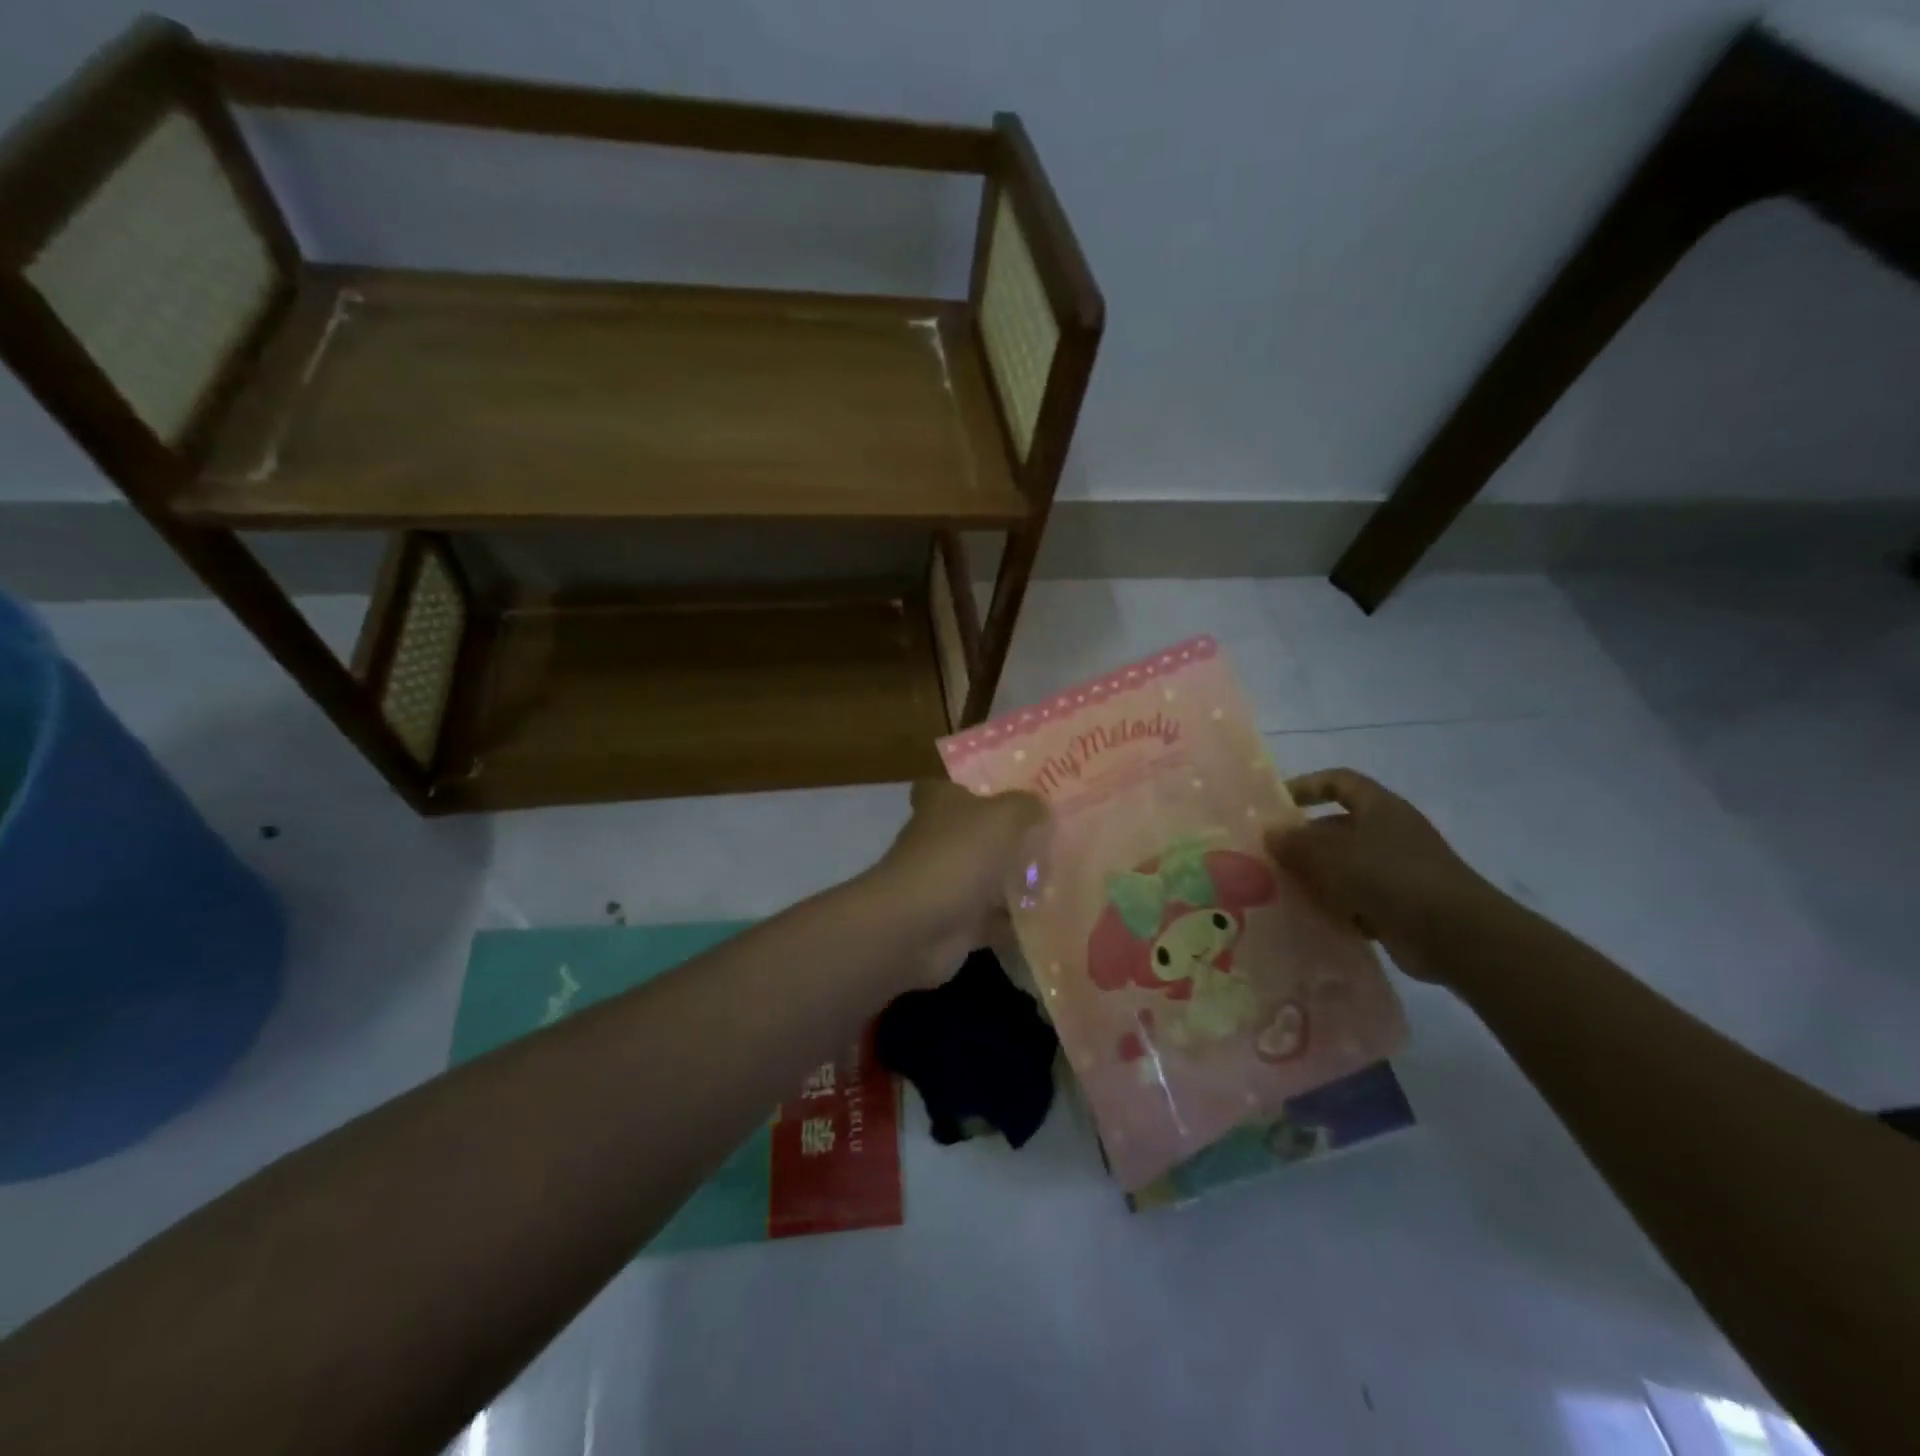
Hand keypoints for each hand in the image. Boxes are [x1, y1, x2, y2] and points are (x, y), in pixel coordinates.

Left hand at [869, 780, 1048, 983]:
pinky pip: (992, 920)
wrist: (915, 926)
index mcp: (942, 805)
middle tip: (1054, 840)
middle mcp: (940, 840)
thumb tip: (1040, 808)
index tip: (1008, 798)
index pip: (948, 789)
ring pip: (987, 878)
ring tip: (1063, 880)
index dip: (972, 791)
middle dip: (1008, 839)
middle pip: (976, 834)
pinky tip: (1051, 921)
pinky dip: (1015, 924)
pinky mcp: (955, 923)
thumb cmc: (957, 857)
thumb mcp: (1003, 817)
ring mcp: (946, 883)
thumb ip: (1026, 807)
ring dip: (1015, 883)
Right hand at [1266, 769, 1503, 982]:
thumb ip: (1295, 841)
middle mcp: (1389, 832)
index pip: (1338, 781)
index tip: (1275, 805)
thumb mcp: (1331, 853)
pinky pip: (1358, 898)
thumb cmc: (1389, 877)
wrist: (1455, 935)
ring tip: (1283, 890)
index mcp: (1379, 807)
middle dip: (1303, 841)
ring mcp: (1397, 870)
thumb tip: (1269, 831)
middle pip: (1337, 827)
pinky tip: (1313, 918)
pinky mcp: (1400, 904)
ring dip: (1316, 877)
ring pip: (1344, 865)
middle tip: (1270, 858)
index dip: (1306, 787)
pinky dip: (1337, 906)